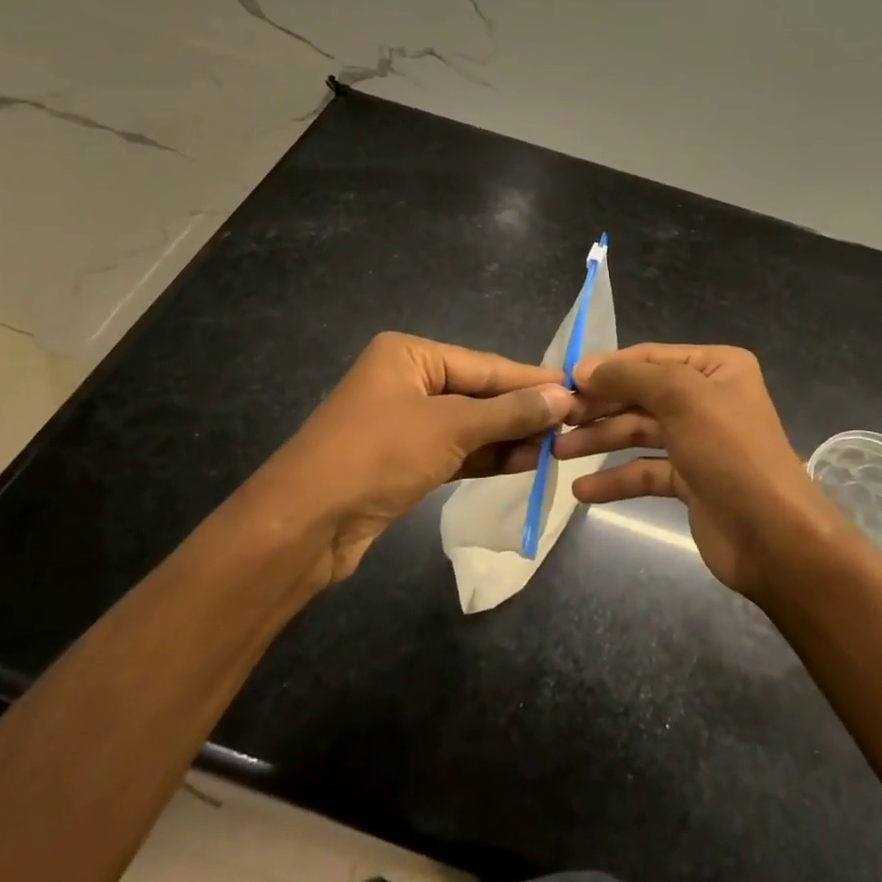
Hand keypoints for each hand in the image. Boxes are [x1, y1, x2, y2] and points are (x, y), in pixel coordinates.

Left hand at [235, 332, 572, 585]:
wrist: (303, 526)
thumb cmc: (377, 455)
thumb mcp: (450, 428)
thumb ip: (509, 411)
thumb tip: (563, 396)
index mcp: (409, 355)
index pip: (485, 365)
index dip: (532, 380)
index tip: (578, 391)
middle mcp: (407, 381)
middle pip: (479, 393)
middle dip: (523, 411)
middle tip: (575, 423)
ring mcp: (405, 423)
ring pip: (471, 425)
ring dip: (511, 436)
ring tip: (558, 446)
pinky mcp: (404, 461)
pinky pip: (457, 451)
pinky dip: (488, 456)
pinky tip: (526, 462)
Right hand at [554, 344, 849, 603]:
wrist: (773, 536)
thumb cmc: (730, 452)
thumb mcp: (683, 397)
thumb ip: (631, 377)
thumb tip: (584, 368)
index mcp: (716, 367)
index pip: (649, 357)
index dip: (606, 368)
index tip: (562, 382)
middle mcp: (708, 398)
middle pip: (641, 394)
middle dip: (599, 406)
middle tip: (556, 420)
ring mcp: (699, 441)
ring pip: (639, 432)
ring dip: (600, 440)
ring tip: (557, 452)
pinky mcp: (691, 480)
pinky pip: (645, 471)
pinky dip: (616, 479)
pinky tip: (583, 490)